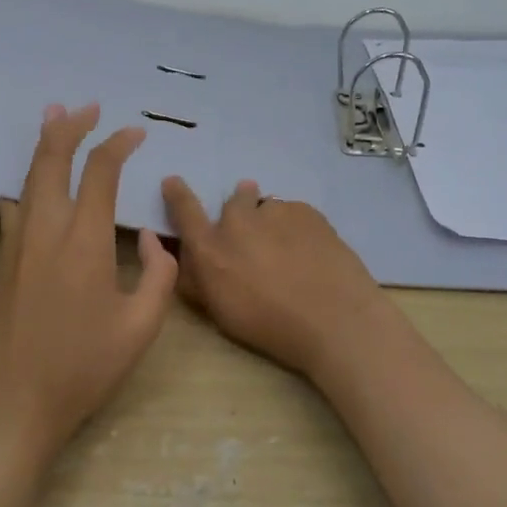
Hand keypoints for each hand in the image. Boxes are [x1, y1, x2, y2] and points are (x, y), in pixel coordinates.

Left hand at [0, 104, 177, 466]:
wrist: (8, 409)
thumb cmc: (80, 370)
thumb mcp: (140, 328)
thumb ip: (159, 275)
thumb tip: (154, 239)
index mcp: (83, 241)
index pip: (100, 173)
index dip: (118, 144)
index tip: (136, 132)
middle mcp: (45, 231)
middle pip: (51, 161)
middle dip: (69, 127)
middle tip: (85, 106)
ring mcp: (16, 247)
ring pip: (26, 179)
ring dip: (42, 146)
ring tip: (51, 118)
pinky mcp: (1, 266)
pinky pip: (14, 208)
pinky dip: (24, 184)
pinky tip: (23, 187)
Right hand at [160, 176, 396, 380]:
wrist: (333, 318)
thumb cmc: (270, 326)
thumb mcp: (221, 312)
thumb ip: (200, 279)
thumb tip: (190, 257)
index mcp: (211, 248)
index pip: (185, 211)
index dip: (178, 194)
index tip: (174, 181)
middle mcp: (238, 221)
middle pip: (235, 202)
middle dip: (240, 211)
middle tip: (256, 237)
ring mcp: (275, 211)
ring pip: (267, 207)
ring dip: (270, 221)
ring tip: (288, 250)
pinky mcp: (306, 210)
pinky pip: (294, 212)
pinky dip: (296, 226)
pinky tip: (310, 250)